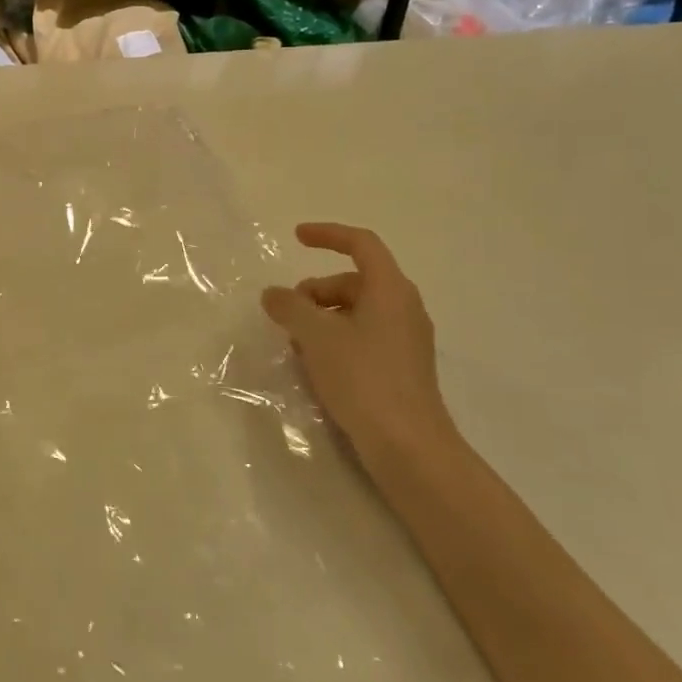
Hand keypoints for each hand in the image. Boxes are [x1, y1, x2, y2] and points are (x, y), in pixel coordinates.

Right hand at [261, 223, 459, 474]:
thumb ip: (290, 307)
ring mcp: (406, 339)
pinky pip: (364, 337)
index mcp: (390, 289)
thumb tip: (273, 294)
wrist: (409, 447)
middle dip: (316, 290)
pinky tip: (316, 366)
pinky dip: (337, 339)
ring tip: (297, 344)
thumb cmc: (364, 379)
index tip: (296, 237)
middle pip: (354, 281)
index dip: (328, 234)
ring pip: (357, 311)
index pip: (361, 244)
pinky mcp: (402, 368)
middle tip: (288, 314)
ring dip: (322, 317)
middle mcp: (404, 307)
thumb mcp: (316, 337)